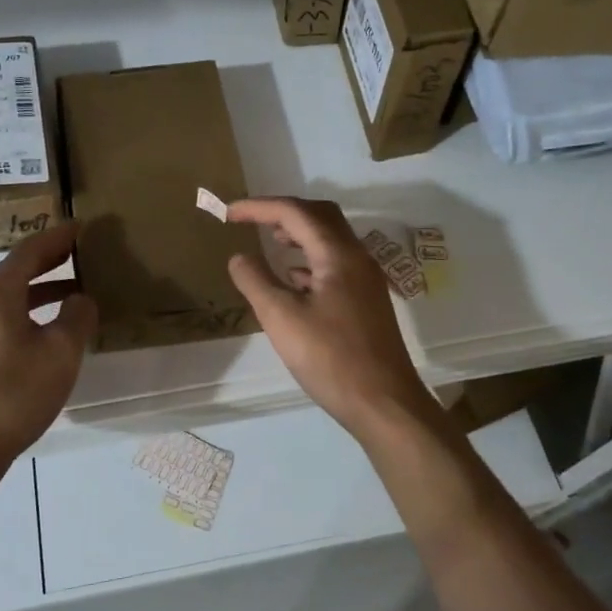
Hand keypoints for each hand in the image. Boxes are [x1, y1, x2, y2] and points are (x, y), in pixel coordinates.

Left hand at [0, 223, 96, 460]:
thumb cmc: (15, 392)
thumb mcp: (60, 352)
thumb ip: (77, 318)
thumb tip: (81, 299)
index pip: (28, 253)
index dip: (55, 238)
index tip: (79, 227)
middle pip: (16, 273)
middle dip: (48, 261)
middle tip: (78, 253)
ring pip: (10, 299)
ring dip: (41, 291)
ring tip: (73, 294)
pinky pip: (4, 321)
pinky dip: (29, 314)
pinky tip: (48, 333)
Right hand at [225, 197, 431, 437]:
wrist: (383, 402)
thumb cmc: (330, 358)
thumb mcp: (281, 318)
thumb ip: (256, 280)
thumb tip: (239, 257)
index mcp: (338, 254)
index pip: (295, 212)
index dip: (259, 208)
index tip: (228, 214)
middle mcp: (357, 258)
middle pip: (320, 216)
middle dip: (283, 212)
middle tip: (252, 221)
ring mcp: (366, 280)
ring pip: (330, 241)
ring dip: (299, 234)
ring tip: (271, 243)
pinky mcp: (366, 302)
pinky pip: (335, 265)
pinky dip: (310, 261)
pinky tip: (293, 280)